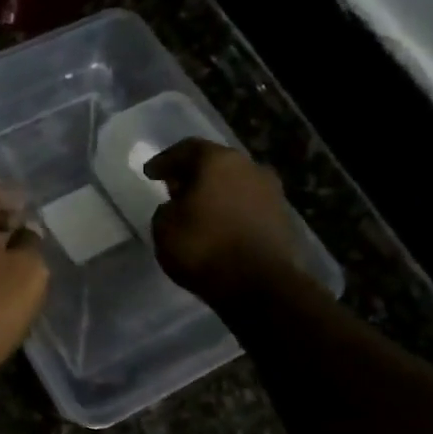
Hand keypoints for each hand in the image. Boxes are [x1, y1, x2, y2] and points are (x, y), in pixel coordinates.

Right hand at [145, 138, 302, 299]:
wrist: (258, 284)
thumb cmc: (203, 247)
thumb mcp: (163, 227)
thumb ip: (166, 209)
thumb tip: (177, 206)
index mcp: (217, 161)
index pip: (186, 149)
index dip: (165, 160)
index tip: (150, 173)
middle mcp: (249, 167)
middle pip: (215, 163)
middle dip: (193, 175)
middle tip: (174, 188)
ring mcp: (271, 192)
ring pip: (234, 184)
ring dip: (214, 193)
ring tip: (196, 210)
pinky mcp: (282, 217)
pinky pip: (247, 205)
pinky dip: (230, 210)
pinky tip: (217, 226)